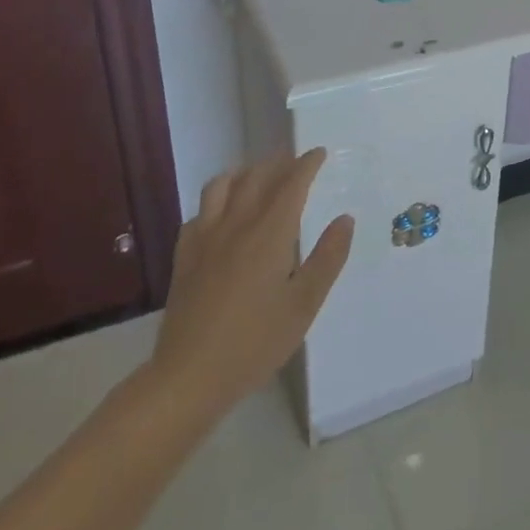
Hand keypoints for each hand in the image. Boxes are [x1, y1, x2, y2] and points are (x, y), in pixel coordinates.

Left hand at [146, 150, 353, 420]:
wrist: (189, 377)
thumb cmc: (255, 343)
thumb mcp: (304, 305)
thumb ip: (328, 258)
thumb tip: (345, 219)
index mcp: (270, 234)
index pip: (291, 184)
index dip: (306, 164)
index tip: (319, 152)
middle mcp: (236, 226)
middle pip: (256, 178)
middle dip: (278, 163)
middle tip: (294, 160)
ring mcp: (205, 239)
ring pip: (221, 186)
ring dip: (243, 173)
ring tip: (257, 175)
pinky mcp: (184, 257)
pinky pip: (199, 213)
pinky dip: (215, 201)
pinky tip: (221, 213)